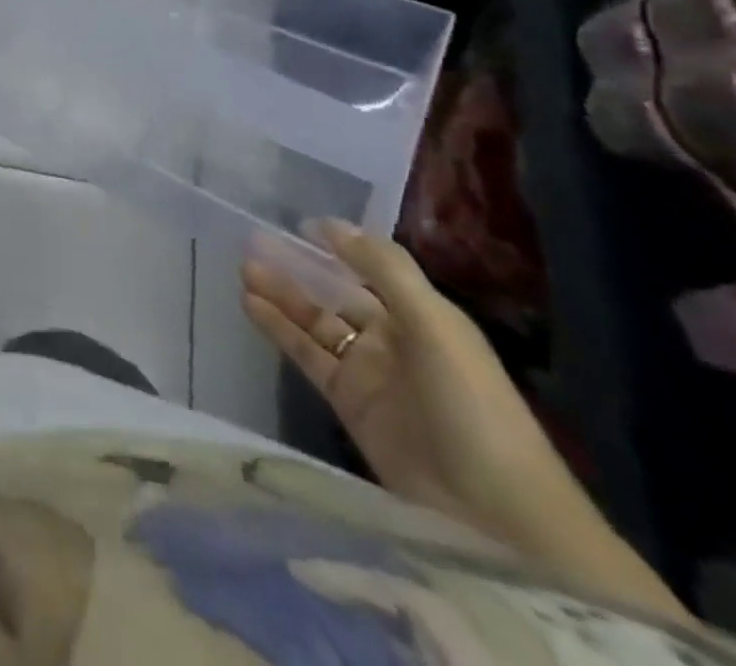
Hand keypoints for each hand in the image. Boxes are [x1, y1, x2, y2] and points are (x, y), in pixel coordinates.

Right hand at [240, 221, 579, 543]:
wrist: (493, 512)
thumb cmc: (471, 403)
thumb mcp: (434, 324)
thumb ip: (383, 269)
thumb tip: (330, 223)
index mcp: (423, 315)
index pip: (371, 268)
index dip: (338, 245)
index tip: (297, 222)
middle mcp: (394, 337)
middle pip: (336, 293)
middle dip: (298, 267)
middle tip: (253, 241)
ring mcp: (368, 371)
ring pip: (315, 321)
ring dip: (281, 294)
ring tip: (242, 268)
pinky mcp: (347, 402)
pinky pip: (306, 354)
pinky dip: (278, 329)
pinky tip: (250, 305)